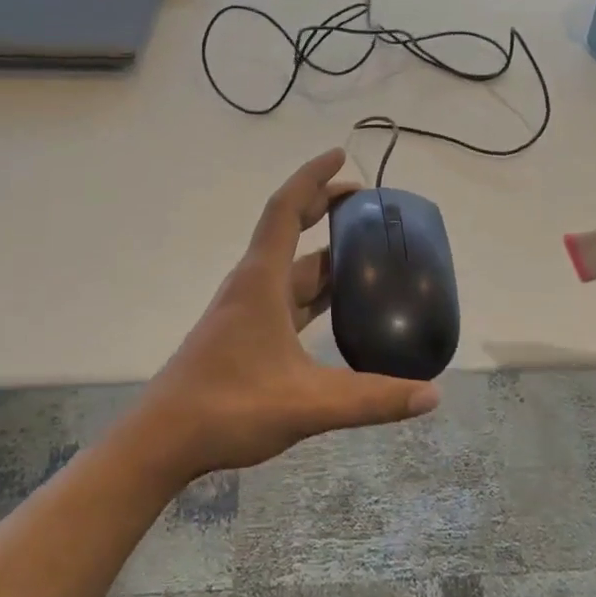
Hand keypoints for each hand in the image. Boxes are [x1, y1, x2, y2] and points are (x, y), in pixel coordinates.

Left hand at [132, 148, 440, 483]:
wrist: (163, 441)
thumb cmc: (228, 408)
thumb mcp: (308, 404)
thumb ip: (372, 399)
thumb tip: (432, 395)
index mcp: (261, 282)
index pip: (286, 210)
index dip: (313, 178)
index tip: (340, 155)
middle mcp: (252, 286)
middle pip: (288, 231)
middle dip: (323, 208)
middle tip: (364, 202)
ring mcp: (245, 311)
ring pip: (289, 269)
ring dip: (322, 253)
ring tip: (363, 250)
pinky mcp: (244, 335)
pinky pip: (286, 298)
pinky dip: (313, 291)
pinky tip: (337, 308)